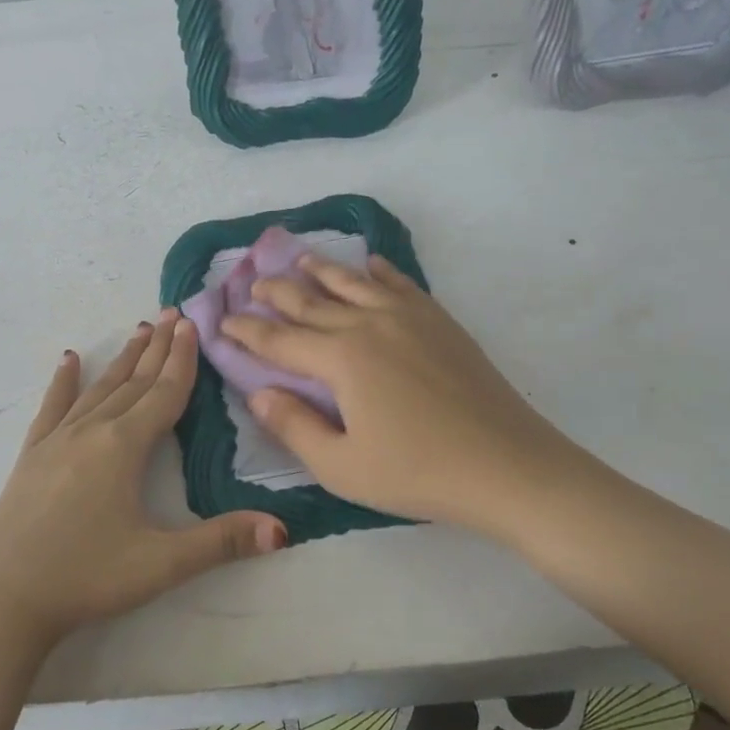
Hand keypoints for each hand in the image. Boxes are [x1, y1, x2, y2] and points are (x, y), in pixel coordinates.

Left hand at [0, 311, 286, 649]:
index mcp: (124, 446)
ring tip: (139, 330)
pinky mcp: (32, 456)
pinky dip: (63, 382)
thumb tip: (282, 530)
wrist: (4, 600)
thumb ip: (222, 542)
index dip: (183, 359)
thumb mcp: (161, 564)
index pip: (164, 393)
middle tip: (173, 312)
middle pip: (134, 381)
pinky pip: (52, 408)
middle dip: (157, 348)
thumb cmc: (87, 577)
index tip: (192, 323)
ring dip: (122, 359)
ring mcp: (56, 440)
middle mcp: (91, 431)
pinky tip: (68, 360)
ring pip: (99, 388)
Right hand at [221, 255, 602, 530]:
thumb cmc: (419, 472)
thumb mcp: (342, 466)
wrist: (507, 465)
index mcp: (341, 358)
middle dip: (276, 292)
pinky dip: (379, 271)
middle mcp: (369, 324)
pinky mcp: (439, 321)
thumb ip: (293, 426)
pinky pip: (400, 284)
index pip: (280, 340)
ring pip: (353, 283)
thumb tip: (258, 393)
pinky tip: (370, 264)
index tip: (222, 321)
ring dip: (322, 269)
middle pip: (311, 301)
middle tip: (252, 284)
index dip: (247, 332)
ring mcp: (408, 317)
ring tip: (299, 258)